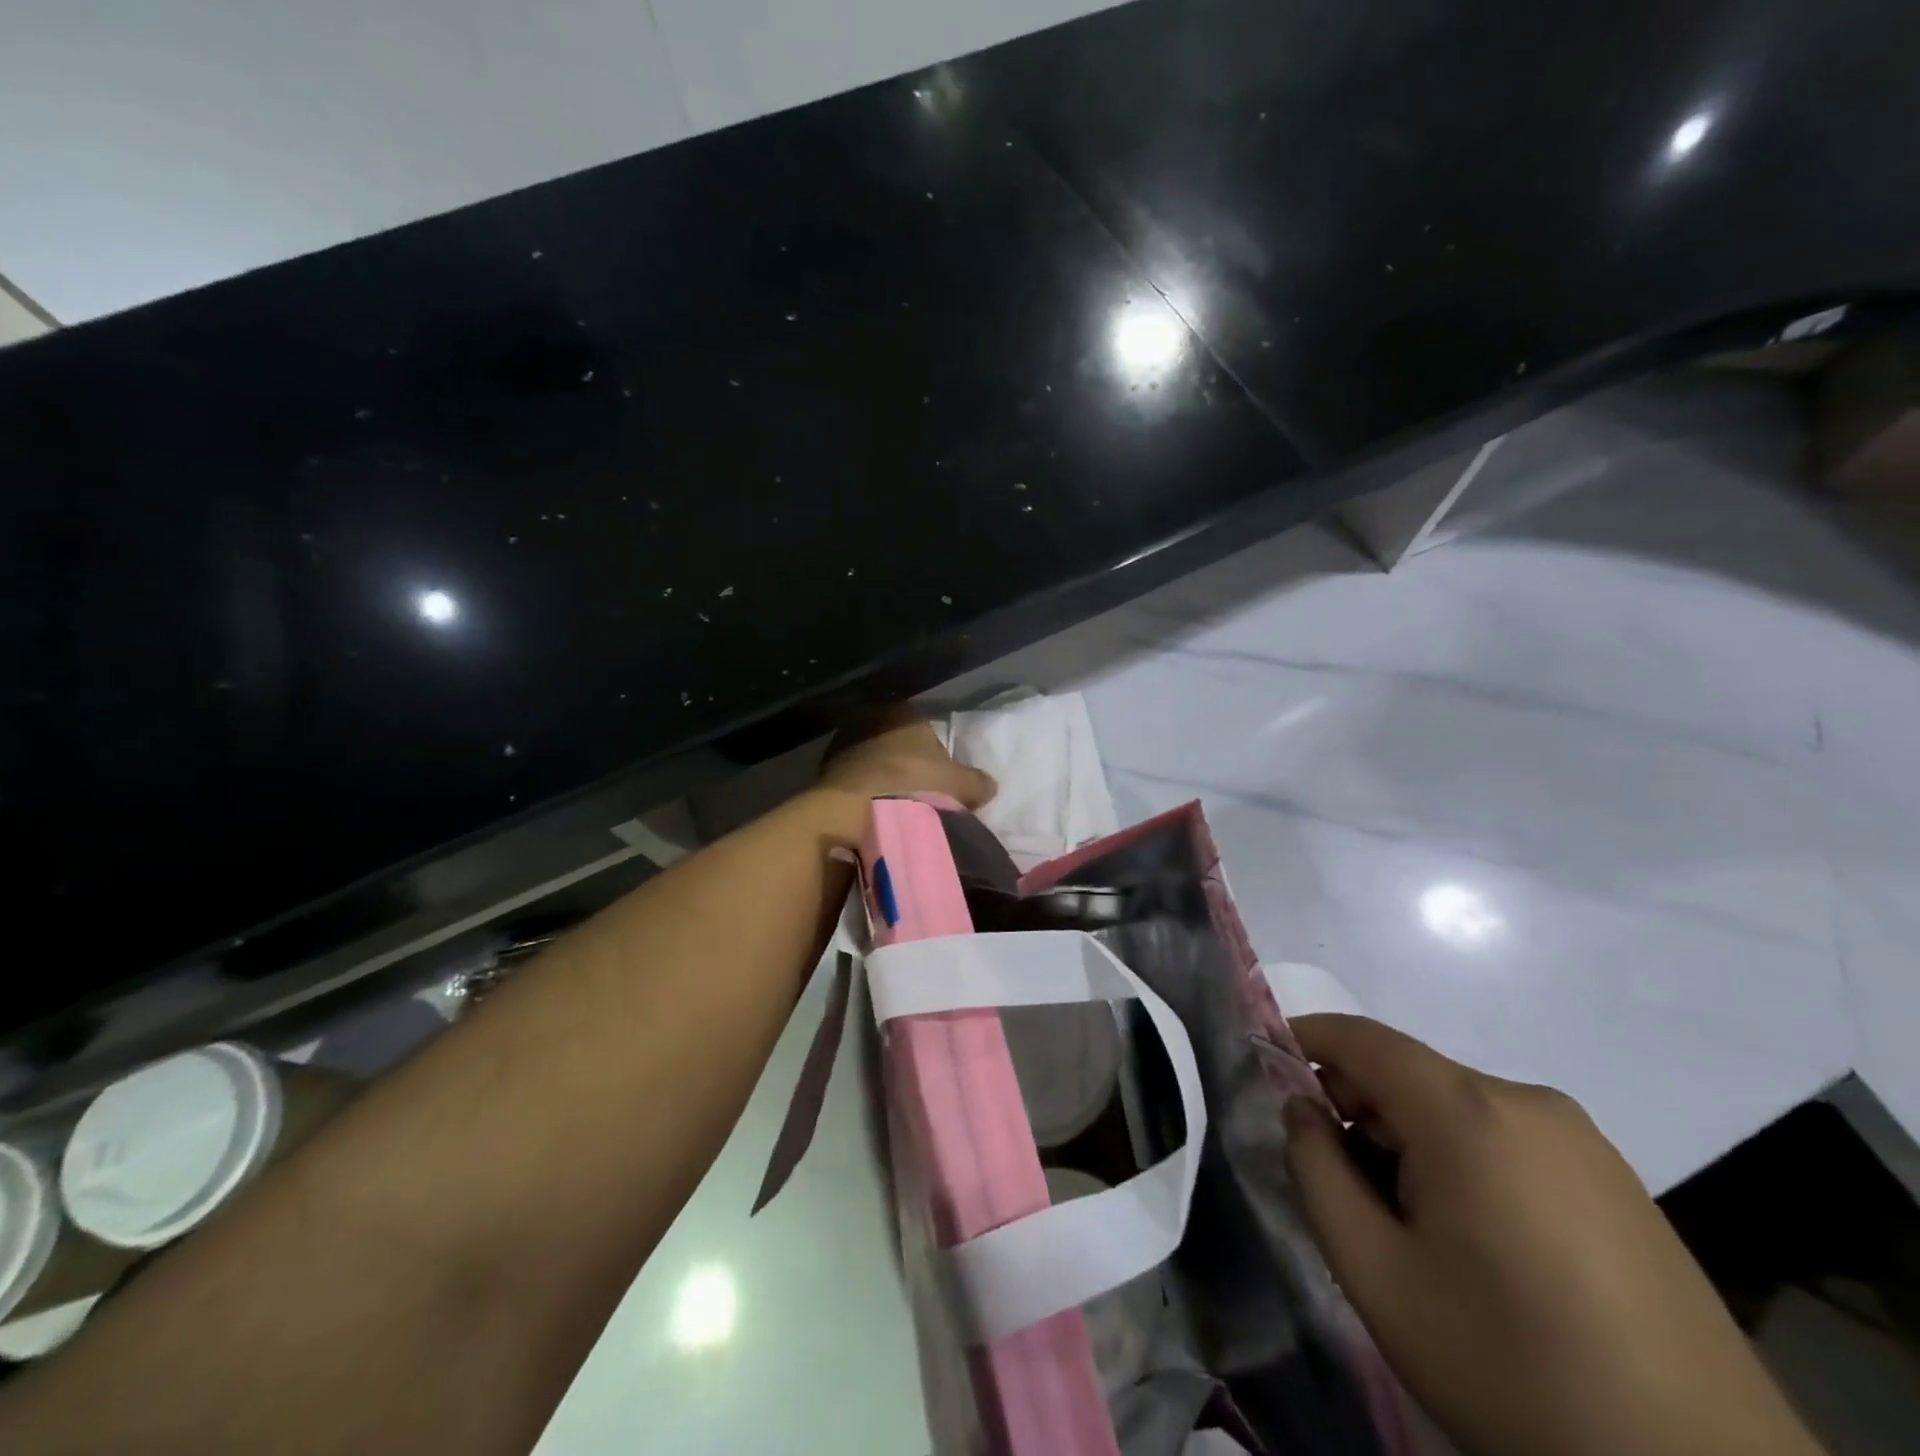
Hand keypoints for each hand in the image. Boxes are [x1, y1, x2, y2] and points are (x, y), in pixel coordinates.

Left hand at [818, 708, 995, 808]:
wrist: (855, 812)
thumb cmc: (914, 786)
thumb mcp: (960, 785)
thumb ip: (977, 782)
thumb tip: (987, 785)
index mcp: (904, 712)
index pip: (923, 725)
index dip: (934, 751)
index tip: (940, 777)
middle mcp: (871, 719)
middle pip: (895, 743)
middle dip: (906, 764)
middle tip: (921, 793)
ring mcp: (843, 745)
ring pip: (872, 761)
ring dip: (882, 780)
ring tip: (897, 809)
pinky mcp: (823, 773)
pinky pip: (854, 782)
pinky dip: (863, 795)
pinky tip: (874, 815)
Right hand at [1282, 1015, 1821, 1455]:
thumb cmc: (1510, 1365)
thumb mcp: (1377, 1274)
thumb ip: (1316, 1171)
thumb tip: (1300, 1108)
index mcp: (1468, 1112)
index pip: (1362, 1038)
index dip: (1305, 1037)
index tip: (1263, 1061)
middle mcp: (1526, 1101)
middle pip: (1409, 1073)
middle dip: (1357, 1105)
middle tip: (1335, 1174)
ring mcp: (1582, 1139)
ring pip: (1456, 1106)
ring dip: (1409, 1136)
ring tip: (1405, 1218)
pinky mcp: (1616, 1179)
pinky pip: (1507, 1136)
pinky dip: (1462, 1156)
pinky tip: (1473, 1235)